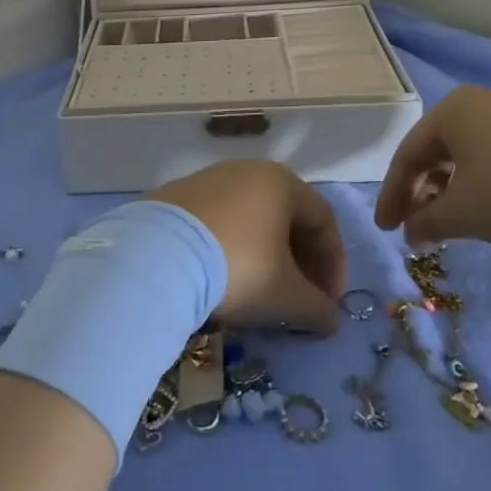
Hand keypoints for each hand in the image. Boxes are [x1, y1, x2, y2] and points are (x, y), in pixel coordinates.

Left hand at [148, 160, 346, 333]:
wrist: (157, 256)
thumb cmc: (238, 266)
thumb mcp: (286, 296)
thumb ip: (317, 308)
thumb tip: (330, 319)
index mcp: (281, 182)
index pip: (324, 220)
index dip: (334, 264)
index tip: (328, 303)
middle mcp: (247, 171)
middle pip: (286, 216)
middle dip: (299, 261)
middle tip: (299, 298)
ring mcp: (208, 180)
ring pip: (250, 218)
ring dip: (264, 255)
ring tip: (259, 292)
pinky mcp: (176, 196)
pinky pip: (217, 222)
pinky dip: (230, 247)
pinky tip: (220, 278)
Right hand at [374, 85, 490, 249]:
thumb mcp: (463, 214)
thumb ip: (427, 222)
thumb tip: (411, 232)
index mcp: (451, 110)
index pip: (407, 155)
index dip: (392, 195)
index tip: (385, 229)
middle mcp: (480, 102)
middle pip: (436, 150)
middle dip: (421, 191)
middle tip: (415, 226)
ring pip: (468, 152)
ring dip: (451, 188)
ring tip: (451, 221)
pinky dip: (482, 181)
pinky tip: (490, 206)